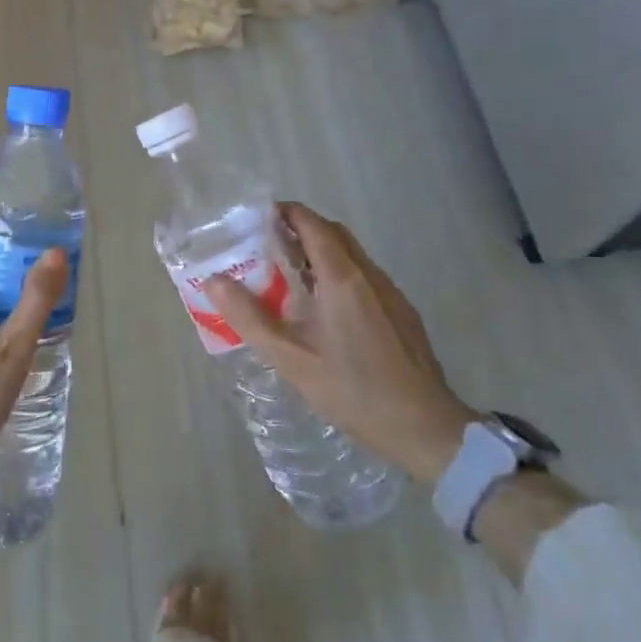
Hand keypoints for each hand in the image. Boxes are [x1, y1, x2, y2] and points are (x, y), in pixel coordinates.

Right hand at [206, 203, 477, 482]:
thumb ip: (250, 317)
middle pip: (333, 233)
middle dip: (300, 229)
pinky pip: (365, 277)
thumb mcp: (291, 359)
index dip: (285, 212)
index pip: (312, 224)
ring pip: (351, 255)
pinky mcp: (402, 313)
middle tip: (267, 245)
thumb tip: (214, 281)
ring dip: (320, 252)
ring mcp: (391, 293)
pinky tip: (325, 309)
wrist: (426, 428)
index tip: (257, 217)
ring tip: (289, 275)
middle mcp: (369, 275)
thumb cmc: (354, 390)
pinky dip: (339, 273)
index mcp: (341, 278)